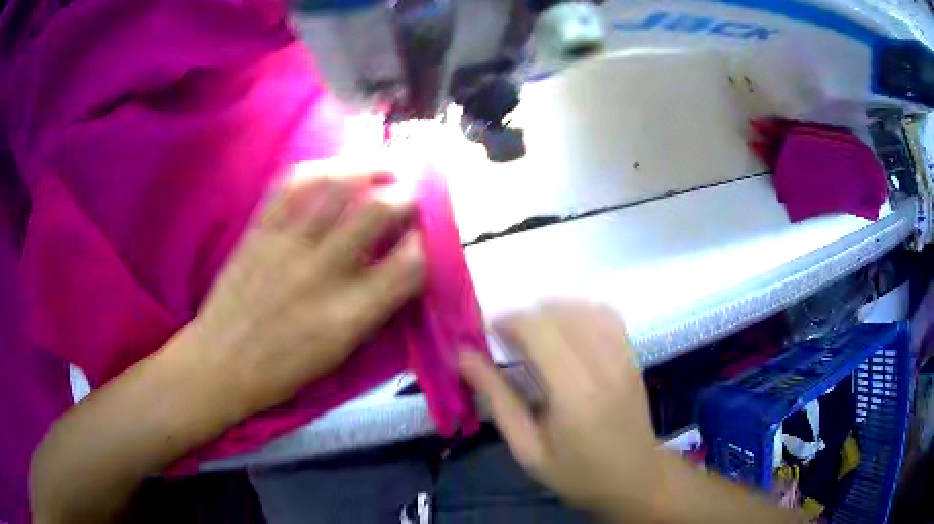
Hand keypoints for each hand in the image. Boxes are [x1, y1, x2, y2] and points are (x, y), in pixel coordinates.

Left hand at [193, 158, 424, 415]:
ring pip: (338, 185)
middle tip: (410, 193)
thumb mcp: (340, 353)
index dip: (426, 244)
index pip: (409, 265)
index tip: (424, 237)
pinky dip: (319, 168)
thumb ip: (374, 308)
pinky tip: (333, 170)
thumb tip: (398, 268)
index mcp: (349, 315)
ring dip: (369, 167)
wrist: (221, 362)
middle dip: (406, 195)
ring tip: (382, 168)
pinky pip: (291, 183)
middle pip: (378, 212)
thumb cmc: (283, 369)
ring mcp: (287, 245)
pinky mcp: (259, 230)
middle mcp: (323, 272)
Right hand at [459, 302, 661, 515]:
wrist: (635, 478)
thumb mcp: (527, 448)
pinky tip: (569, 334)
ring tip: (535, 337)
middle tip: (507, 342)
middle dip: (526, 318)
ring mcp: (624, 357)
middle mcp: (603, 365)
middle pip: (560, 313)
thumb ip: (497, 399)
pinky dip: (581, 313)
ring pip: (584, 308)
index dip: (509, 321)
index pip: (539, 330)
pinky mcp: (633, 356)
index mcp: (574, 392)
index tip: (488, 335)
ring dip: (553, 313)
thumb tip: (464, 357)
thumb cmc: (577, 473)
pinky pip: (607, 316)